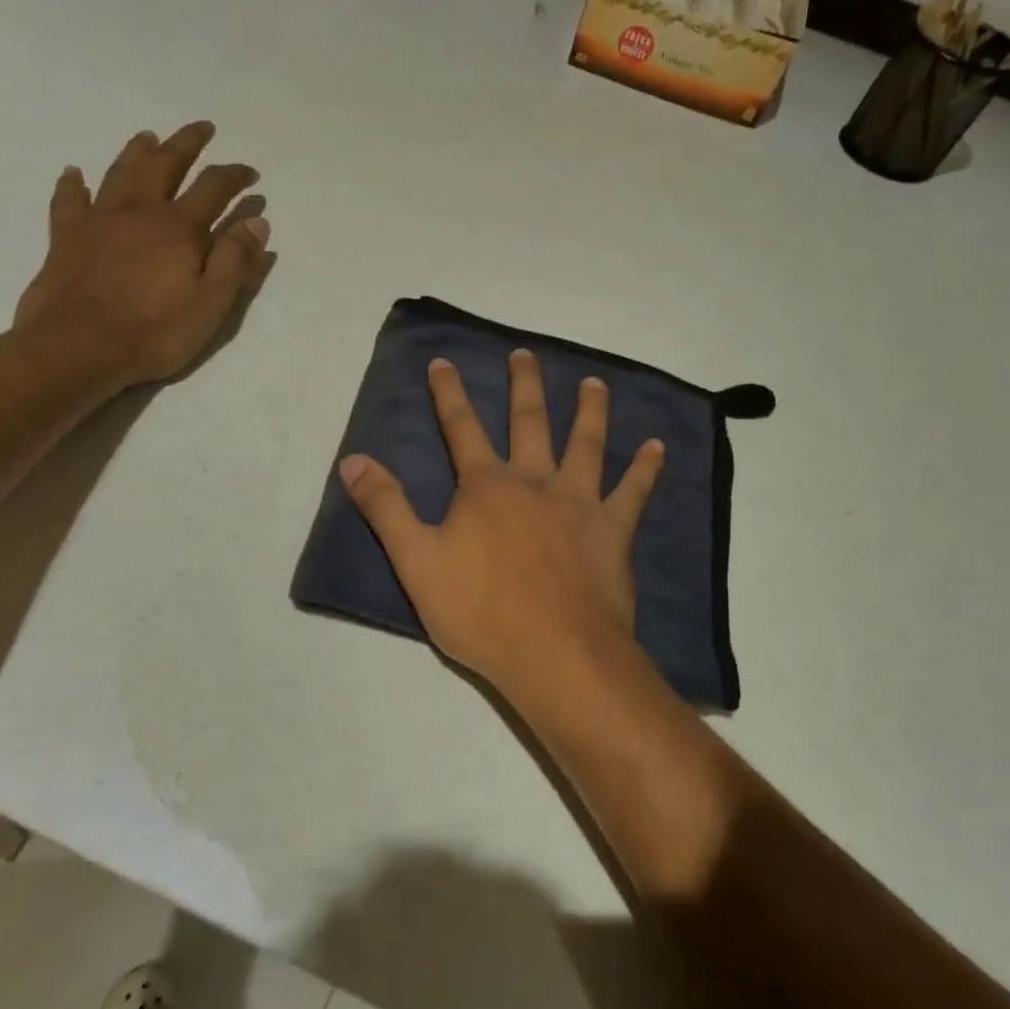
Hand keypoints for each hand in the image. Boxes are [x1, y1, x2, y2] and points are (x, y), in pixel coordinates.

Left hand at [12, 121, 272, 391]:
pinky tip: (74, 173)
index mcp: (179, 228)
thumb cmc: (155, 332)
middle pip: (166, 165)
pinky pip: (69, 200)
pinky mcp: (66, 237)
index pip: (214, 188)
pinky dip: (73, 184)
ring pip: (120, 172)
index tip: (251, 173)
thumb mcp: (211, 304)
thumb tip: (257, 221)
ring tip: (148, 136)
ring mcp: (99, 220)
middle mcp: (139, 211)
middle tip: (203, 128)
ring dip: (137, 151)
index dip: (235, 176)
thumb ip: (235, 260)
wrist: (79, 347)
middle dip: (187, 144)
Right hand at [338, 349, 664, 700]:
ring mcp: (579, 503)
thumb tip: (352, 459)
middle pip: (529, 422)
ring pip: (586, 443)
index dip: (449, 394)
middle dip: (523, 386)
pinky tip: (657, 446)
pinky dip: (645, 468)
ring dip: (590, 410)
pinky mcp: (613, 531)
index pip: (461, 428)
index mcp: (486, 487)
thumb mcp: (416, 562)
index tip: (444, 361)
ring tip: (595, 384)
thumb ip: (386, 507)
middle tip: (525, 355)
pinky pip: (633, 491)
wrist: (556, 654)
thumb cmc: (480, 611)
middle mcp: (535, 482)